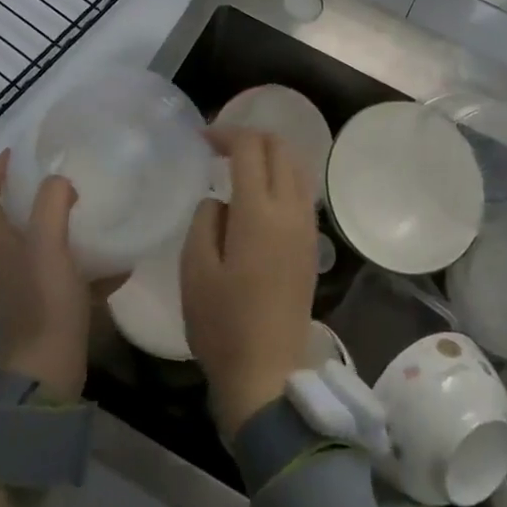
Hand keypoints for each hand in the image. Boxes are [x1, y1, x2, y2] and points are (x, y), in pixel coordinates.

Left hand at [0, 151, 109, 398]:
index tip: (13, 154)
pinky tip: (117, 267)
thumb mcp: (49, 244)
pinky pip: (64, 279)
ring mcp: (22, 290)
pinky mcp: (44, 310)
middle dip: (21, 204)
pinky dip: (85, 270)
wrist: (48, 368)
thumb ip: (52, 205)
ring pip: (32, 253)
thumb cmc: (44, 300)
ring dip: (53, 234)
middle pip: (2, 229)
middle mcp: (4, 267)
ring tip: (84, 219)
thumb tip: (61, 180)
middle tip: (49, 186)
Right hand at [180, 128, 318, 435]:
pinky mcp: (312, 244)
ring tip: (240, 166)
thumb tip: (219, 199)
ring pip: (296, 167)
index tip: (203, 140)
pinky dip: (283, 176)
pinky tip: (260, 194)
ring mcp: (306, 227)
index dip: (226, 133)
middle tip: (221, 147)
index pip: (250, 148)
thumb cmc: (223, 324)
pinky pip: (302, 191)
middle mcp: (290, 210)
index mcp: (258, 212)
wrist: (268, 373)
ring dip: (270, 155)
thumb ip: (204, 220)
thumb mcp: (194, 270)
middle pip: (280, 148)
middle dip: (251, 137)